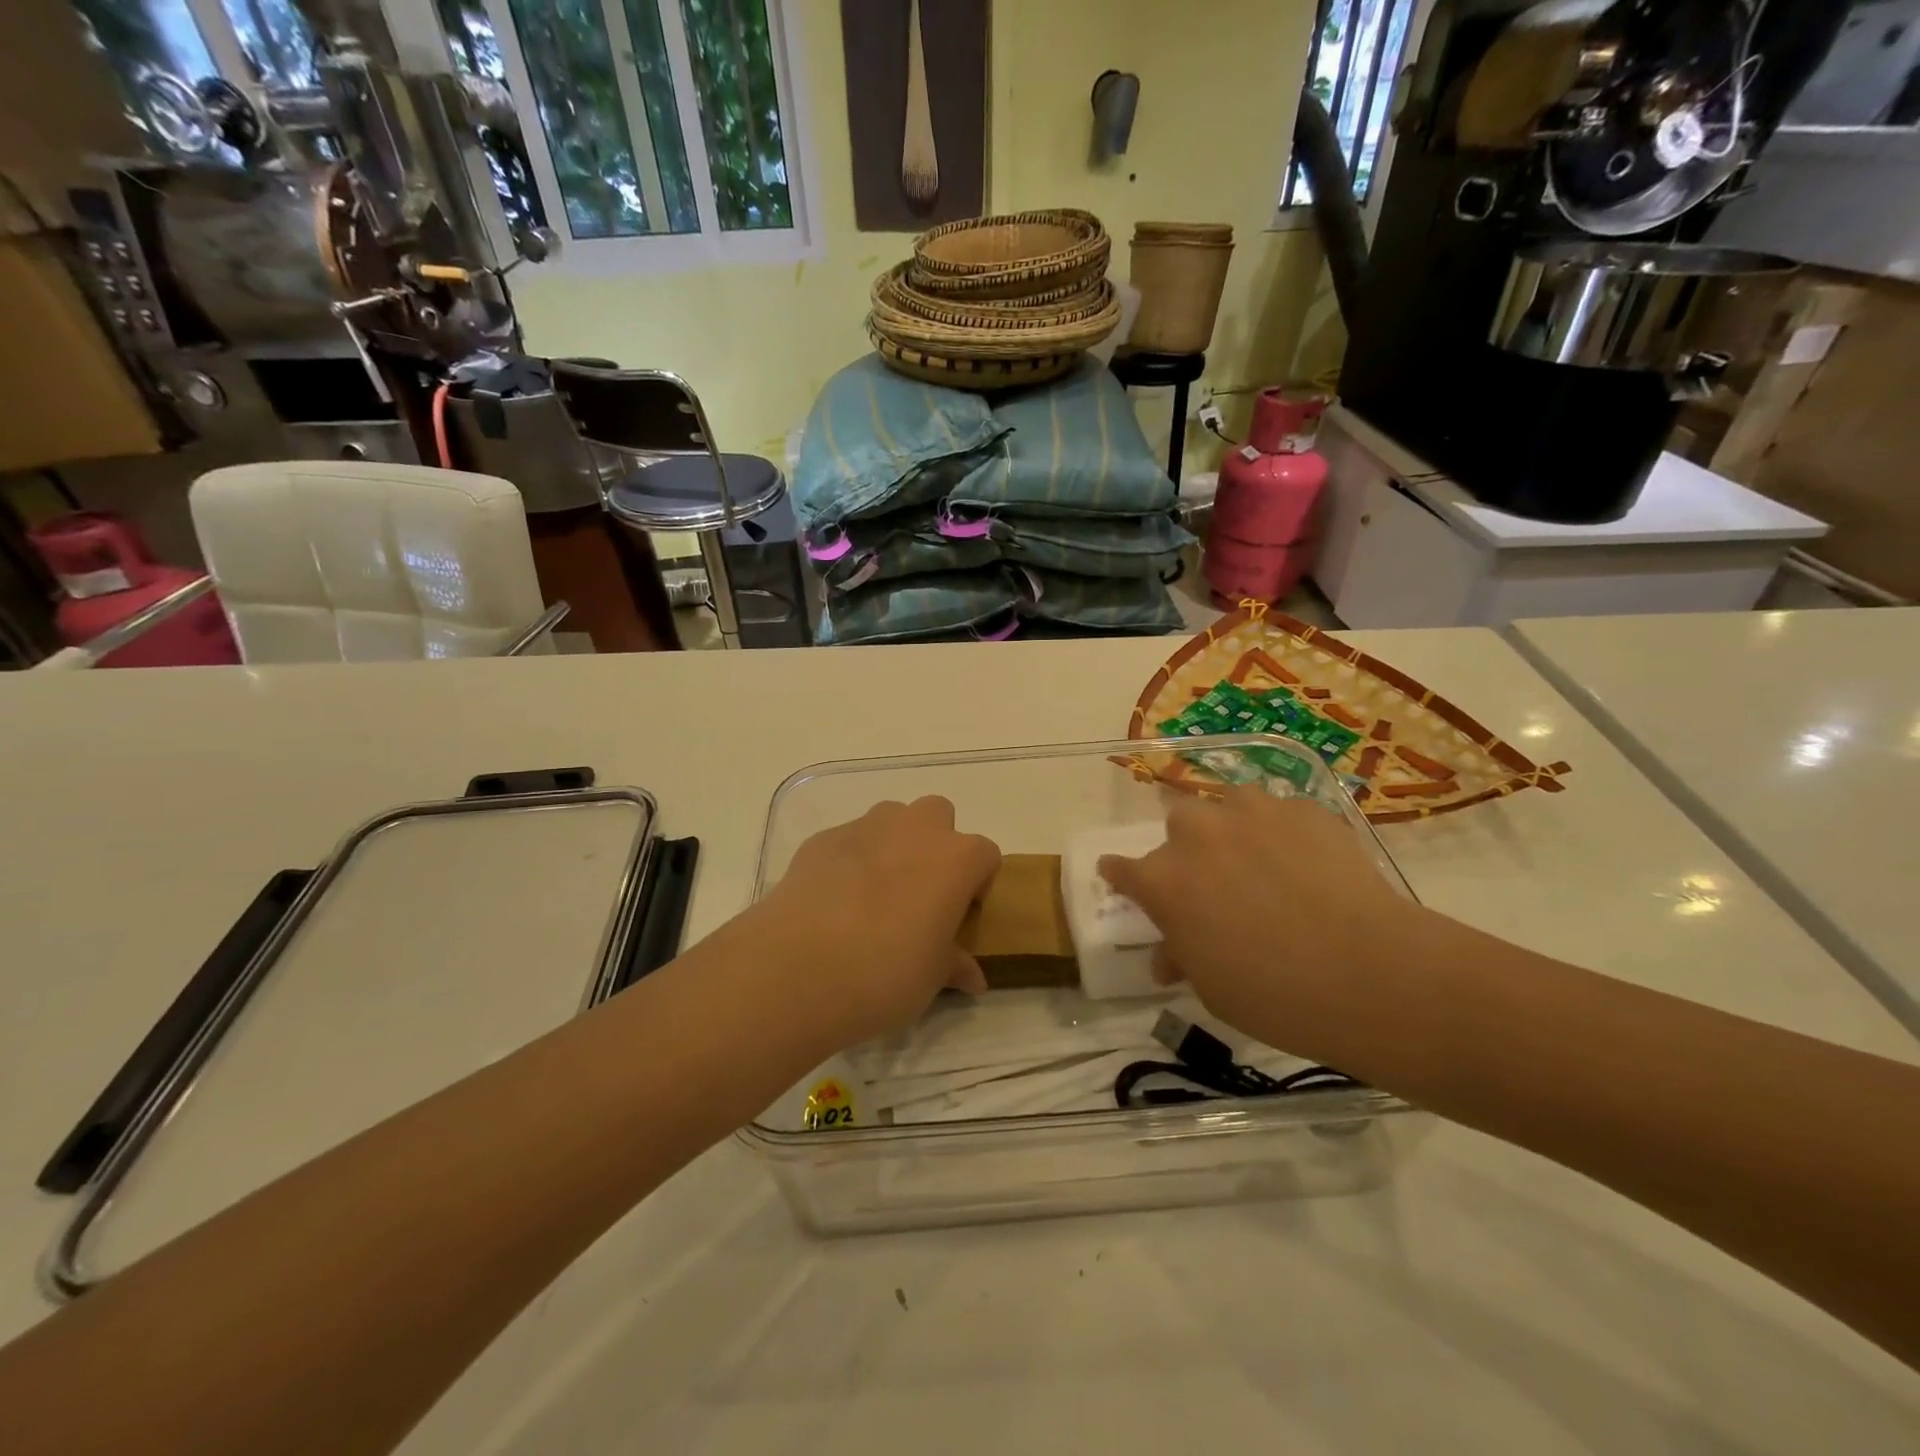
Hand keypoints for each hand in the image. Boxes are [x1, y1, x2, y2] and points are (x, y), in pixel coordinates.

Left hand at [747, 797, 1000, 1049]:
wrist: (797, 969)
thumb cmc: (885, 974)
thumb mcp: (931, 979)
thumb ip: (954, 965)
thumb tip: (972, 977)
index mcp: (956, 859)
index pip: (985, 854)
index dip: (976, 883)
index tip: (959, 915)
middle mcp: (915, 829)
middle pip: (938, 816)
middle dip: (935, 845)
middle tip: (919, 894)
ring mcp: (865, 827)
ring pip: (891, 819)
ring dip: (893, 844)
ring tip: (875, 894)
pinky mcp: (822, 838)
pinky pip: (849, 840)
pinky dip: (850, 860)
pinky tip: (834, 901)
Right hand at [1098, 787, 1429, 1062]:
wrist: (1370, 974)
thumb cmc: (1273, 994)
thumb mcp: (1211, 987)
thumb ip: (1182, 957)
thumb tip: (1169, 956)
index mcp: (1163, 879)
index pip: (1122, 870)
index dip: (1119, 875)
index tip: (1118, 877)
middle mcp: (1198, 833)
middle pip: (1177, 825)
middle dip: (1187, 849)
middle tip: (1213, 880)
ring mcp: (1252, 813)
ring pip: (1228, 804)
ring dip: (1232, 826)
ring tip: (1259, 857)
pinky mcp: (1304, 809)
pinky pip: (1281, 812)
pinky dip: (1283, 832)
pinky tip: (1308, 862)